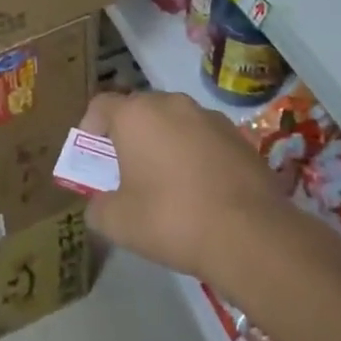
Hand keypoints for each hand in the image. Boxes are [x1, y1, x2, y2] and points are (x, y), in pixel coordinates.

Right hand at [79, 90, 281, 278]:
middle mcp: (172, 104)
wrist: (250, 235)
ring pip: (175, 123)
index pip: (101, 105)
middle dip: (129, 136)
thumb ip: (97, 207)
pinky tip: (200, 191)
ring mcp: (210, 118)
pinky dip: (195, 156)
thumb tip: (99, 205)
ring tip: (166, 183)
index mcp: (135, 115)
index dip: (90, 128)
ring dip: (164, 144)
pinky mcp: (241, 138)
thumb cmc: (170, 219)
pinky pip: (204, 140)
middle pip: (139, 111)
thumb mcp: (116, 222)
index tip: (92, 156)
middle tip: (126, 171)